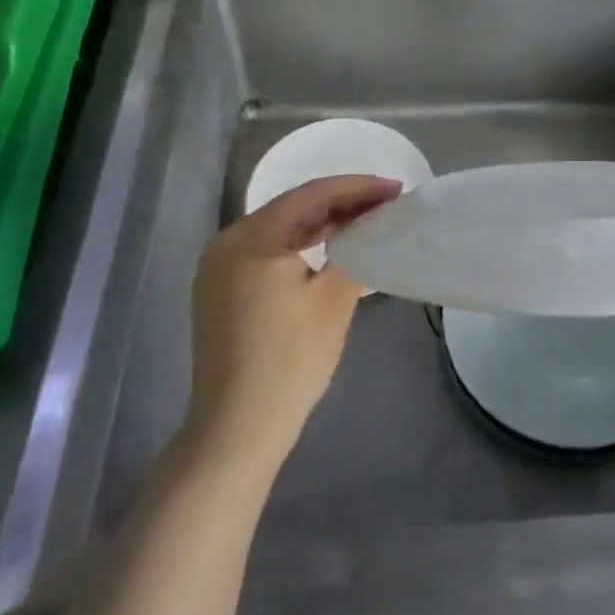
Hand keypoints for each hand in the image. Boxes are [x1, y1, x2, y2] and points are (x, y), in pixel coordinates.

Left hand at [186, 175, 401, 472]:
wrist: (237, 427)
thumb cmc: (290, 361)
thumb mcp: (333, 302)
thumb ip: (353, 253)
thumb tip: (367, 231)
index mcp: (252, 237)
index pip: (311, 195)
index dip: (357, 187)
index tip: (395, 187)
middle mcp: (228, 242)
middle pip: (292, 208)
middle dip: (341, 202)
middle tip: (385, 202)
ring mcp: (218, 267)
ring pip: (279, 230)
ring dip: (321, 223)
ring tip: (364, 219)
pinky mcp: (219, 290)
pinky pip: (266, 251)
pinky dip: (299, 245)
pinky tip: (328, 247)